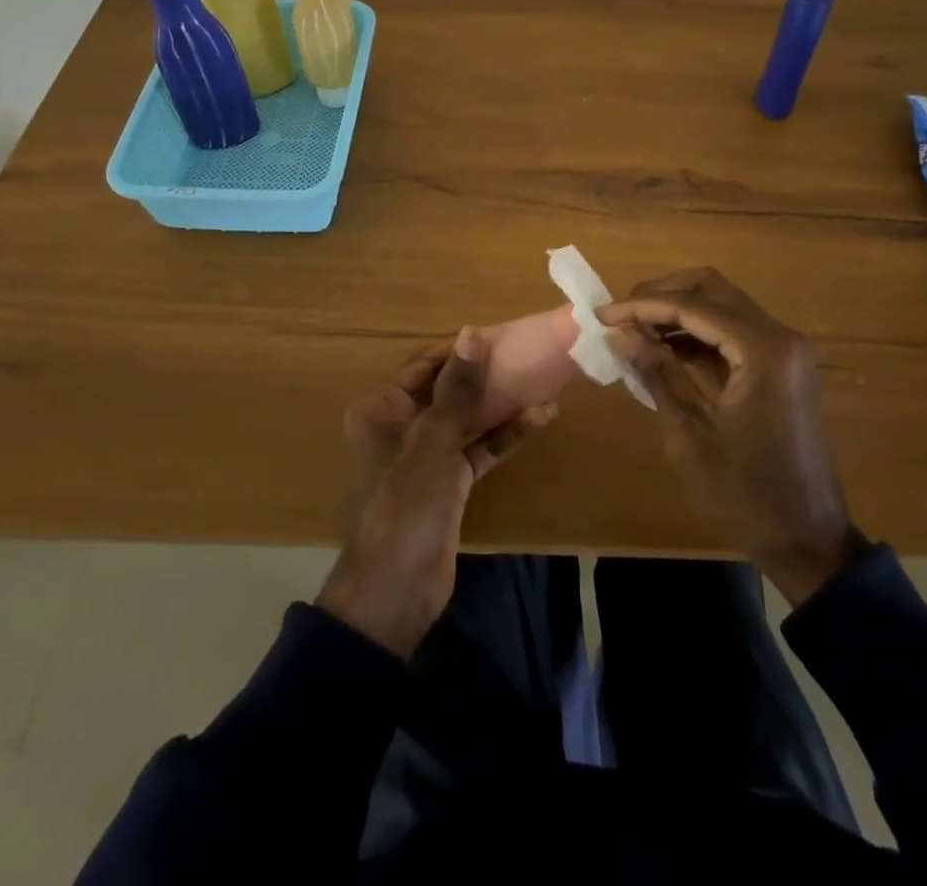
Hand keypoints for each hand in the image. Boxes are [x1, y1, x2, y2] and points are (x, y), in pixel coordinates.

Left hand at [317, 328, 557, 656]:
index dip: (463, 351)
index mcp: (382, 408)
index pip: (426, 365)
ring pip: (467, 420)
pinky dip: (503, 436)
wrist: (394, 592)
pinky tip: (538, 420)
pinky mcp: (448, 482)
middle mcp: (401, 425)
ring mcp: (426, 455)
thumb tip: (472, 334)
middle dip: (487, 377)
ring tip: (544, 384)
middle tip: (530, 358)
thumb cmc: (405, 504)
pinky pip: (477, 449)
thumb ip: (457, 389)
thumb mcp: (433, 441)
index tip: (504, 337)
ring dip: (502, 406)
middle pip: (448, 390)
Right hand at [599, 268, 856, 605]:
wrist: (808, 540)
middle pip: (712, 288)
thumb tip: (620, 333)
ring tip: (633, 329)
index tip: (601, 315)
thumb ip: (656, 375)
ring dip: (677, 310)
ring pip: (722, 304)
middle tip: (621, 313)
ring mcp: (783, 350)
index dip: (642, 306)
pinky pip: (733, 331)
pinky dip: (697, 332)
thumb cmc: (745, 495)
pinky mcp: (780, 366)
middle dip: (661, 294)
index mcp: (762, 351)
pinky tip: (662, 348)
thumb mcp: (689, 436)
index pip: (692, 306)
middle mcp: (779, 337)